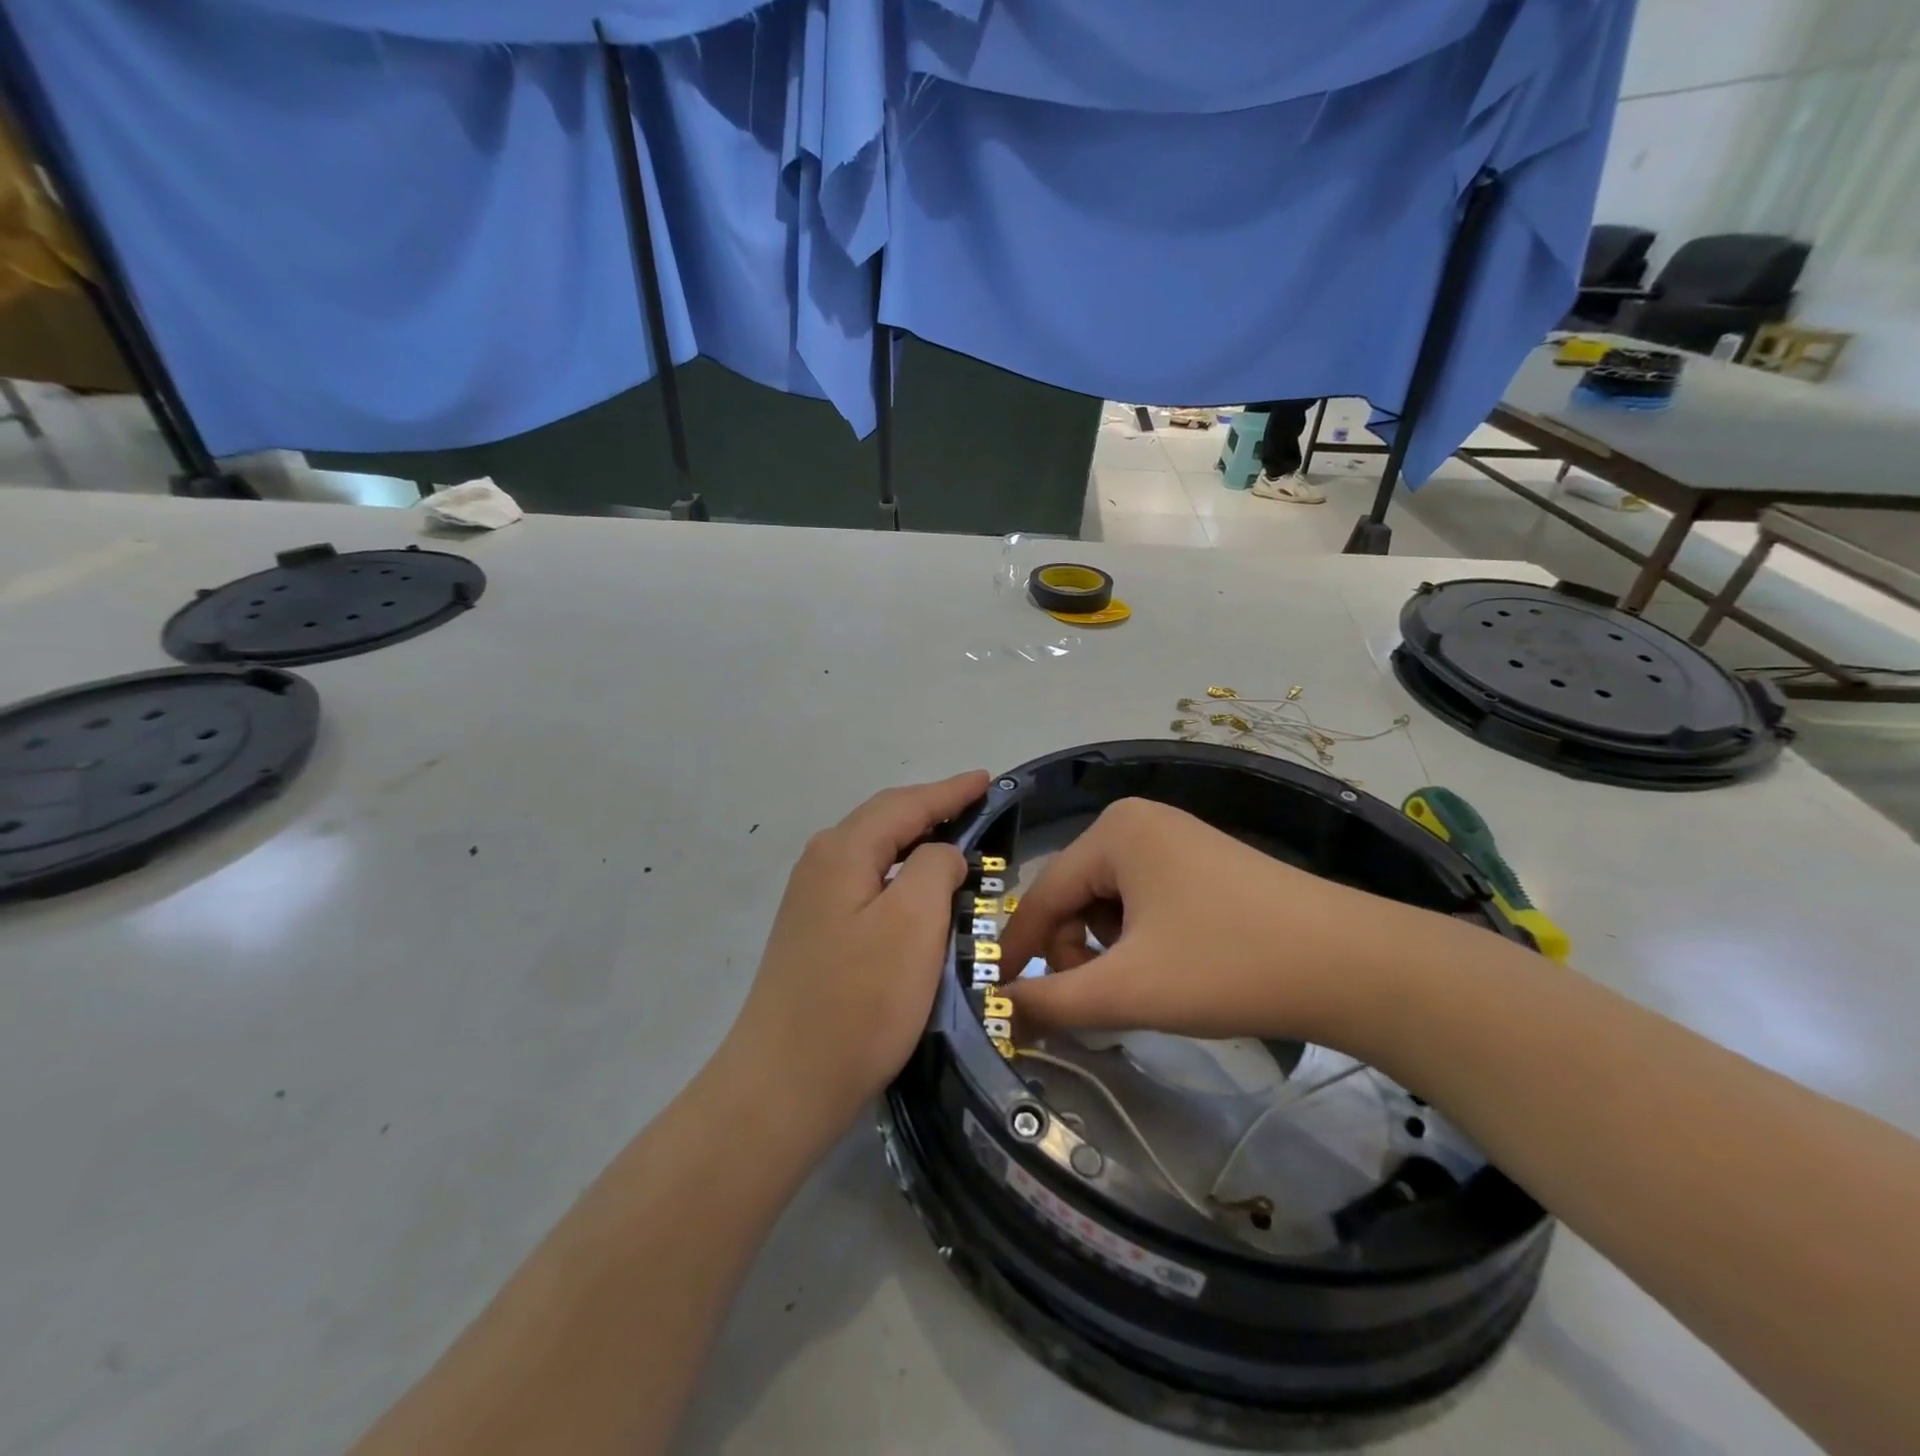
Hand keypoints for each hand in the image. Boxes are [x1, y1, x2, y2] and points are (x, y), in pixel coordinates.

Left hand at [724, 772, 988, 1138]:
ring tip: (956, 845)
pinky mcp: (816, 934)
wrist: (784, 1084)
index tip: (987, 779)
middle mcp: (821, 864)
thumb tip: (939, 854)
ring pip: (876, 854)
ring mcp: (813, 901)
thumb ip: (934, 867)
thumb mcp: (913, 922)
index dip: (950, 791)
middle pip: (885, 821)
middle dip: (932, 810)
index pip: (905, 804)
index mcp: (842, 851)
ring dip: (916, 844)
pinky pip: (868, 885)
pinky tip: (919, 895)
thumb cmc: (859, 1000)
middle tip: (977, 807)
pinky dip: (901, 877)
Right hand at [1000, 797, 1424, 1051]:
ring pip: (1109, 902)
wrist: (1353, 966)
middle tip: (1100, 1004)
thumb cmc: (1227, 965)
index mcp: (1112, 831)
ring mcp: (1174, 838)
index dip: (1018, 951)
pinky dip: (1140, 940)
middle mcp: (1137, 822)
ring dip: (1108, 951)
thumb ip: (1051, 1001)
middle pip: (1074, 896)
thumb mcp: (1128, 989)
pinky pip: (1144, 900)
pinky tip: (1170, 968)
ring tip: (1142, 988)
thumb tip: (998, 1010)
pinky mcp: (1203, 864)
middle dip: (1075, 954)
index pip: (1042, 895)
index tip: (999, 1000)